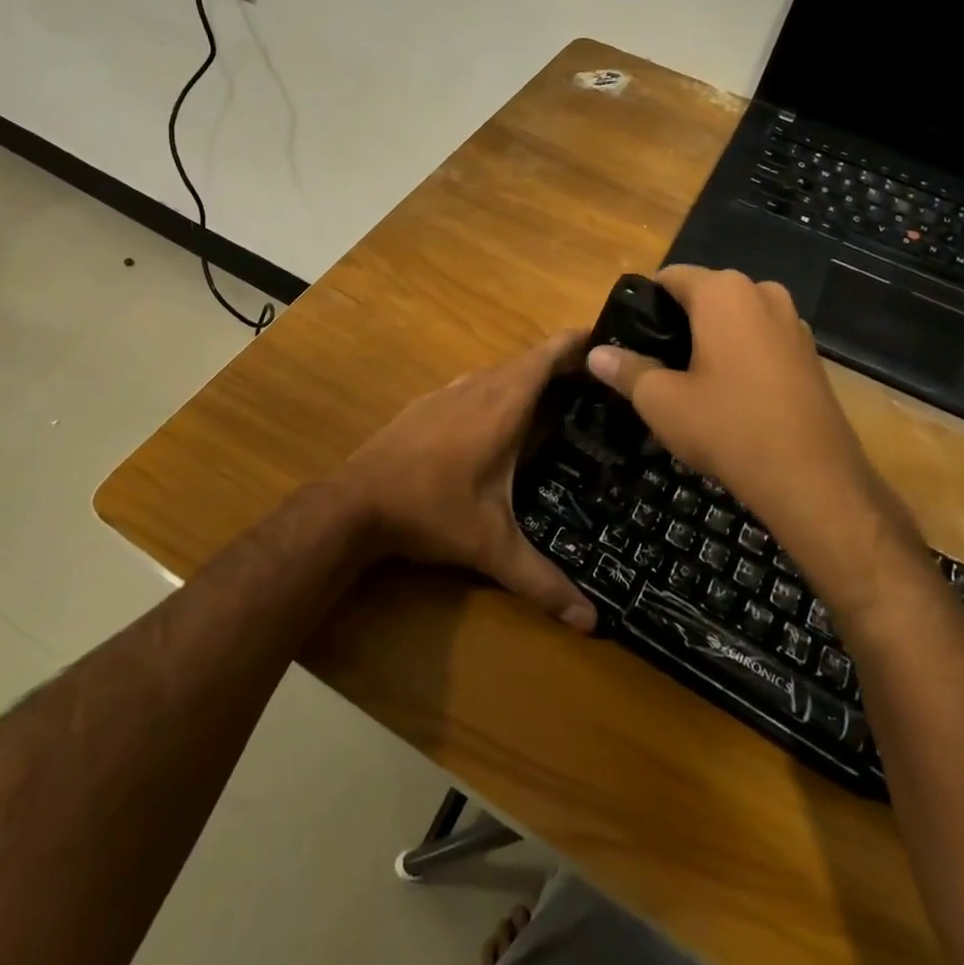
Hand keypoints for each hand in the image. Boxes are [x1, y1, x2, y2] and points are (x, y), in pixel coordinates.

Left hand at [333, 332, 597, 631]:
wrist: (355, 503)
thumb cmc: (431, 512)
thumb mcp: (491, 547)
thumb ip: (542, 581)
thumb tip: (592, 624)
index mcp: (503, 405)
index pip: (548, 355)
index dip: (578, 342)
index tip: (608, 340)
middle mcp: (478, 387)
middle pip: (529, 360)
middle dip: (563, 364)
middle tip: (600, 384)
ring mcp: (448, 392)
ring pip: (500, 373)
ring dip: (529, 378)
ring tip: (560, 401)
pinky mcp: (428, 403)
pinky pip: (476, 385)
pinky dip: (500, 391)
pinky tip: (503, 423)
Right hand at [586, 265, 921, 613]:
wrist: (812, 478)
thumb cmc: (727, 426)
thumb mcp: (661, 401)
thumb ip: (626, 370)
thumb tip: (595, 354)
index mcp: (723, 292)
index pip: (671, 277)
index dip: (645, 304)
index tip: (630, 337)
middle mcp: (762, 293)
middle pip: (705, 295)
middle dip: (678, 322)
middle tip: (655, 363)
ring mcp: (793, 323)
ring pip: (736, 318)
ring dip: (711, 339)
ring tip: (690, 381)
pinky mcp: (810, 354)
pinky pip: (762, 340)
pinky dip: (741, 355)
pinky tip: (730, 395)